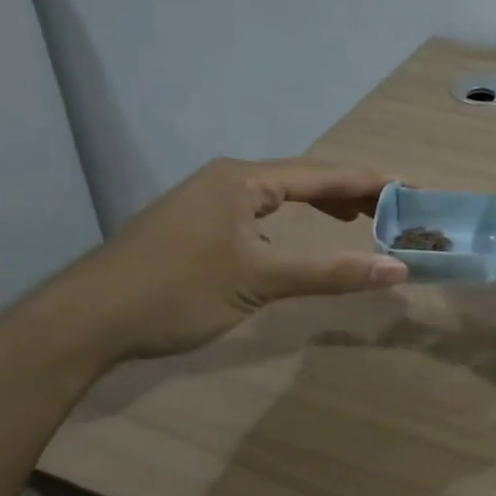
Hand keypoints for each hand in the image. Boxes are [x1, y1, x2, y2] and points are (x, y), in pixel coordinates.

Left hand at [46, 158, 408, 368]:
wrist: (84, 321)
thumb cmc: (176, 292)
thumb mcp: (259, 282)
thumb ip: (330, 273)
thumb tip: (397, 269)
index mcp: (244, 179)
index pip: (322, 174)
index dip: (370, 181)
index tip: (412, 188)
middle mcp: (226, 178)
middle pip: (302, 178)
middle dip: (349, 193)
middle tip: (393, 209)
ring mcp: (205, 199)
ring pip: (277, 195)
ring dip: (319, 206)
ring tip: (357, 219)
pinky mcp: (193, 223)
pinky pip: (256, 211)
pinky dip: (288, 220)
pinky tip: (295, 237)